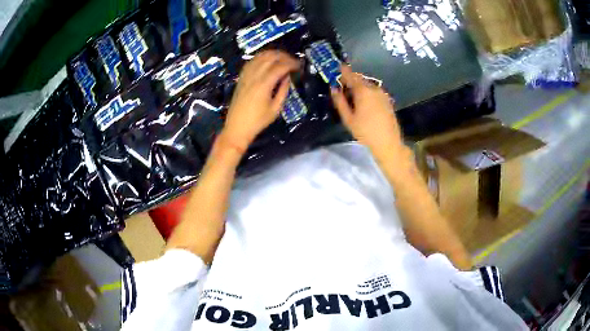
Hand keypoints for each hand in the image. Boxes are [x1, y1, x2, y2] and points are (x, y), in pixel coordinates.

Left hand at [222, 50, 299, 152]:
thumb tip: (288, 77)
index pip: (280, 66)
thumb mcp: (276, 109)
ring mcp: (246, 75)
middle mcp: (254, 76)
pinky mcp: (241, 78)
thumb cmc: (258, 121)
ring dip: (273, 54)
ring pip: (260, 57)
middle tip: (293, 61)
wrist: (237, 128)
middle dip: (284, 56)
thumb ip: (283, 91)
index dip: (292, 63)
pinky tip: (267, 60)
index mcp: (264, 84)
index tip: (300, 66)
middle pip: (270, 57)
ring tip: (283, 58)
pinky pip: (251, 61)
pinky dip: (261, 57)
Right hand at [331, 66, 403, 159]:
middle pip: (360, 79)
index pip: (351, 75)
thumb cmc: (365, 132)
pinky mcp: (388, 100)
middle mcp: (374, 88)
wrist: (388, 143)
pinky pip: (374, 91)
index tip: (337, 66)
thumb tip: (333, 88)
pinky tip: (363, 101)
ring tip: (352, 95)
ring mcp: (382, 94)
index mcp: (363, 91)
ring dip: (359, 86)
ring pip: (368, 85)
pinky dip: (367, 91)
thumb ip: (340, 101)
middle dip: (350, 79)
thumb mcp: (348, 119)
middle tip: (342, 84)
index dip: (343, 70)